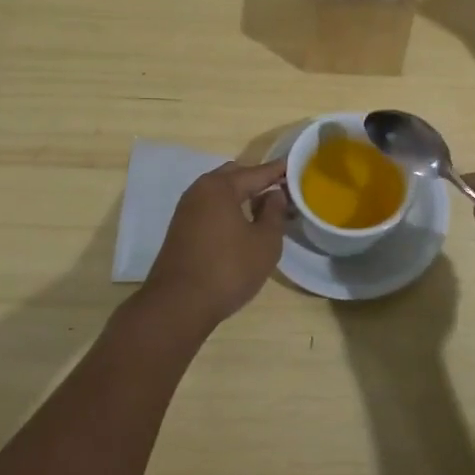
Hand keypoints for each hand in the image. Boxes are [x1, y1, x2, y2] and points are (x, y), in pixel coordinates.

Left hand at [137, 159, 288, 337]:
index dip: (279, 171)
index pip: (257, 172)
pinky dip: (228, 209)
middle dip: (257, 180)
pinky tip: (241, 225)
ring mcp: (186, 210)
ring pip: (220, 193)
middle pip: (234, 176)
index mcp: (220, 187)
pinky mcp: (180, 229)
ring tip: (265, 209)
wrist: (177, 305)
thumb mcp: (265, 242)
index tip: (296, 168)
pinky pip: (210, 208)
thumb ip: (274, 213)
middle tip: (281, 191)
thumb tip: (275, 194)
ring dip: (242, 196)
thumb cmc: (228, 269)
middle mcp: (199, 190)